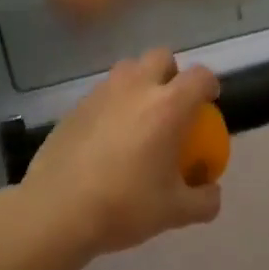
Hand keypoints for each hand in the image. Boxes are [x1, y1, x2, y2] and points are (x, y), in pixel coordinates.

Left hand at [21, 50, 222, 256]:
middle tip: (172, 104)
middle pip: (161, 57)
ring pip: (127, 69)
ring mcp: (101, 94)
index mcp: (169, 106)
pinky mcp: (74, 107)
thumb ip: (204, 200)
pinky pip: (101, 93)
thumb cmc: (125, 206)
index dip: (209, 85)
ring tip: (139, 117)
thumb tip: (211, 190)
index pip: (200, 76)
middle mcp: (136, 88)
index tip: (209, 102)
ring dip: (139, 83)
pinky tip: (107, 137)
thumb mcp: (175, 212)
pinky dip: (112, 104)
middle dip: (172, 73)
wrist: (57, 210)